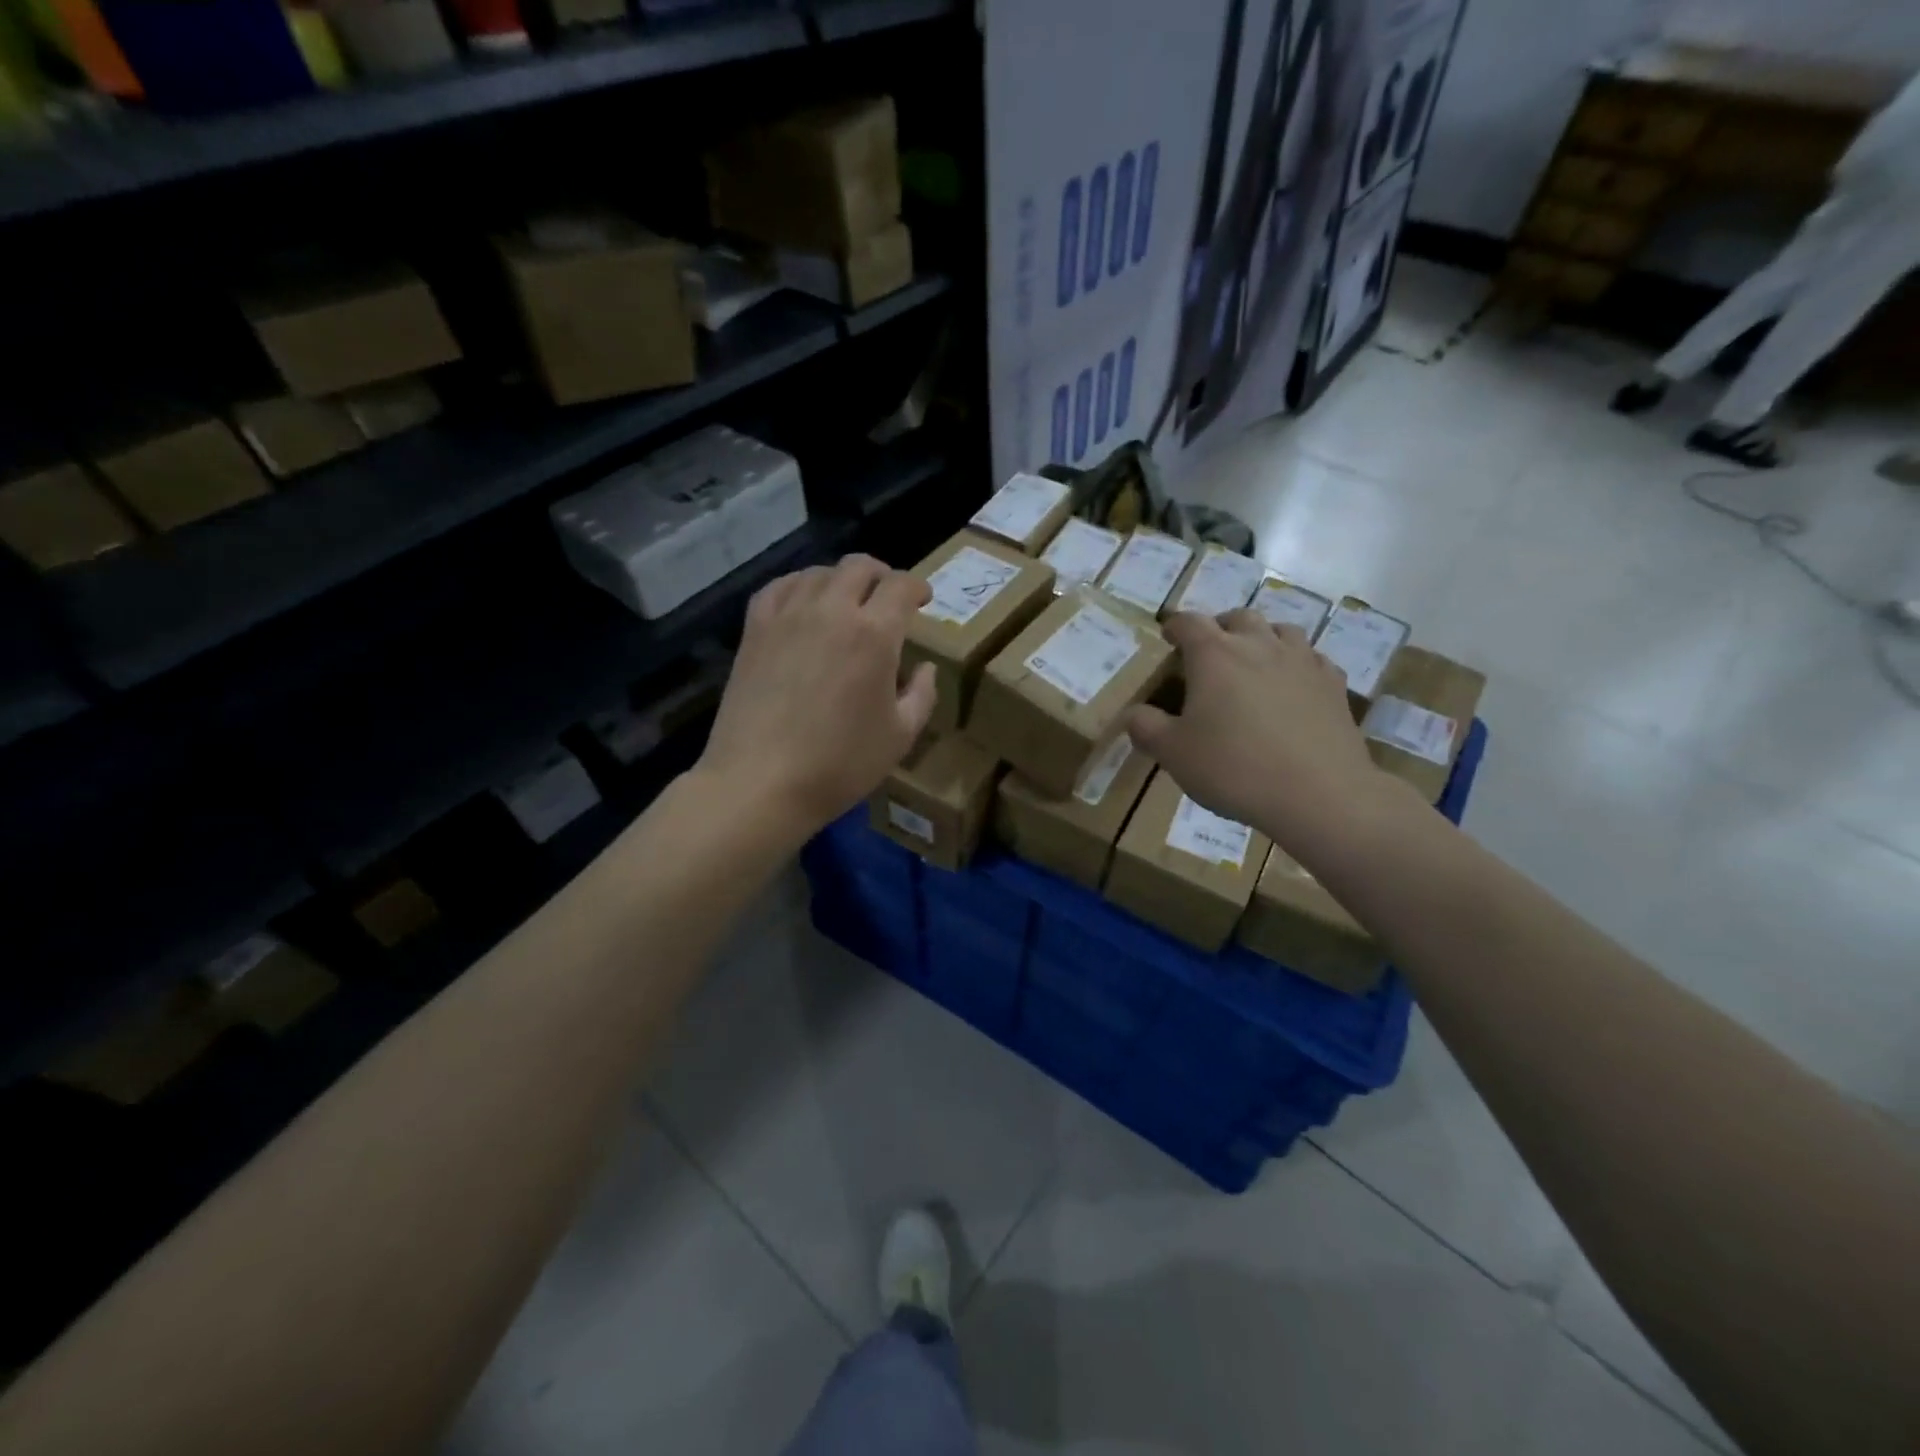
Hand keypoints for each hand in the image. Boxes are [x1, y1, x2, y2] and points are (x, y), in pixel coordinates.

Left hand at [696, 555, 936, 841]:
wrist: (761, 781)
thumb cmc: (840, 764)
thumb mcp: (900, 736)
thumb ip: (922, 695)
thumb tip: (925, 668)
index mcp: (874, 634)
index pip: (901, 586)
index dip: (917, 587)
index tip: (923, 601)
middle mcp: (831, 610)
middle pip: (859, 567)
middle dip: (881, 575)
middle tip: (888, 598)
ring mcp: (787, 616)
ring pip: (819, 572)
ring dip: (841, 579)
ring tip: (847, 601)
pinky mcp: (755, 629)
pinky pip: (779, 587)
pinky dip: (800, 586)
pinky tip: (803, 603)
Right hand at [1127, 610, 1386, 845]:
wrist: (1318, 794)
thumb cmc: (1234, 768)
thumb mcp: (1173, 753)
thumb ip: (1146, 728)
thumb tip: (1133, 713)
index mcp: (1214, 655)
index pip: (1188, 623)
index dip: (1174, 626)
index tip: (1167, 636)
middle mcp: (1259, 645)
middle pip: (1238, 618)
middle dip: (1220, 627)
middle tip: (1209, 651)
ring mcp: (1302, 661)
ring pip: (1281, 630)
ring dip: (1262, 638)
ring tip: (1253, 661)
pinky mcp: (1333, 684)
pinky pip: (1312, 658)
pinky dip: (1297, 663)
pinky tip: (1293, 685)